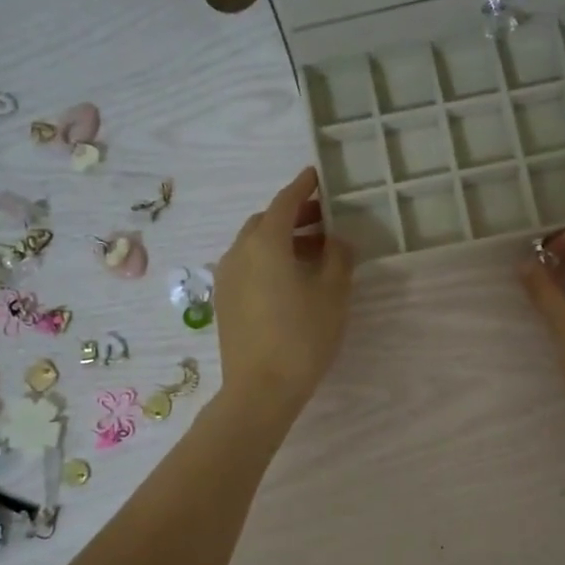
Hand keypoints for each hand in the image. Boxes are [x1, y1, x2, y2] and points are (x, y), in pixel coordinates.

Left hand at [213, 167, 354, 423]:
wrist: (261, 389)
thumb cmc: (303, 336)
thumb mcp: (333, 293)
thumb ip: (339, 257)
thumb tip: (337, 240)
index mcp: (265, 243)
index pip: (285, 202)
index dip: (303, 187)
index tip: (316, 175)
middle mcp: (239, 252)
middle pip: (267, 222)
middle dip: (294, 216)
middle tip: (324, 221)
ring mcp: (227, 278)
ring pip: (255, 245)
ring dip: (283, 240)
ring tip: (314, 252)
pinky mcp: (225, 301)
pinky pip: (248, 266)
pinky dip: (270, 260)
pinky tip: (292, 279)